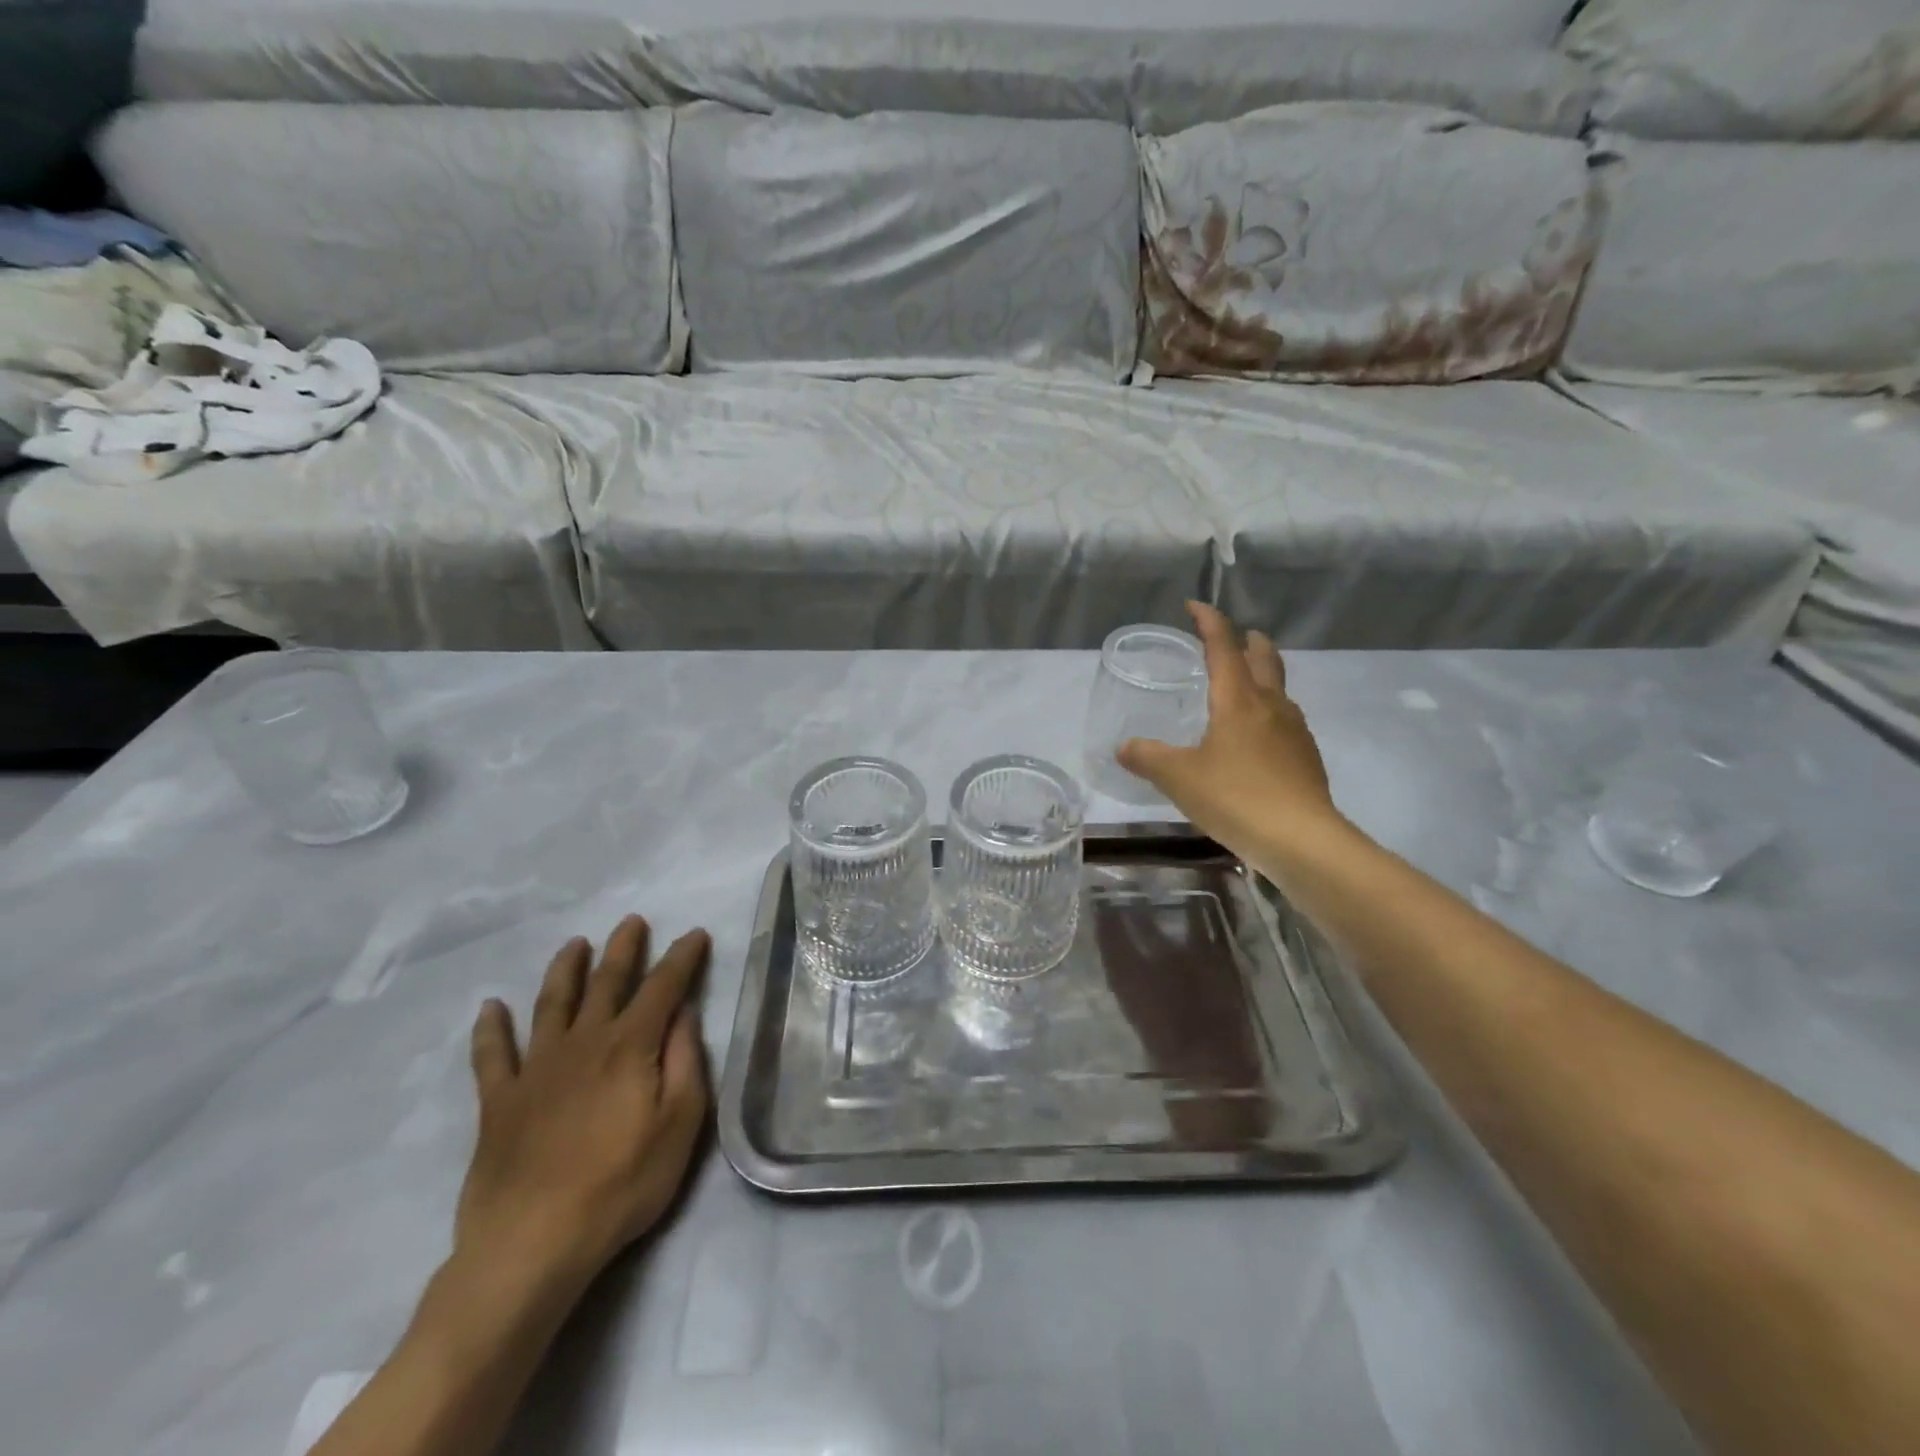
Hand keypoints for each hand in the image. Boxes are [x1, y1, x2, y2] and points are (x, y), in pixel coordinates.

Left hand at [455, 917, 710, 1298]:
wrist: (530, 1246)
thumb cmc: (620, 1185)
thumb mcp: (680, 1125)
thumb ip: (685, 1062)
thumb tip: (683, 1014)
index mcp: (629, 1047)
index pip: (662, 987)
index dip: (681, 958)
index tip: (694, 934)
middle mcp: (583, 1043)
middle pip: (606, 983)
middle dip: (623, 949)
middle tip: (632, 921)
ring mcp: (536, 1070)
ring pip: (551, 1004)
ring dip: (565, 970)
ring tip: (575, 944)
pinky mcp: (499, 1102)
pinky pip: (492, 1056)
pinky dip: (491, 1029)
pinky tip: (490, 1008)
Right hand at [1117, 602, 1341, 862]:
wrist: (1302, 840)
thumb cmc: (1236, 797)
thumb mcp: (1178, 778)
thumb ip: (1148, 758)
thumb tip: (1124, 747)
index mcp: (1238, 700)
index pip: (1223, 646)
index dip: (1209, 622)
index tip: (1195, 606)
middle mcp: (1271, 706)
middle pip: (1264, 659)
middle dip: (1248, 641)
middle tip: (1234, 637)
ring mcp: (1294, 731)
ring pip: (1279, 689)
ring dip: (1262, 676)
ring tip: (1242, 686)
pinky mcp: (1305, 758)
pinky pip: (1284, 721)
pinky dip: (1267, 712)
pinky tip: (1255, 738)